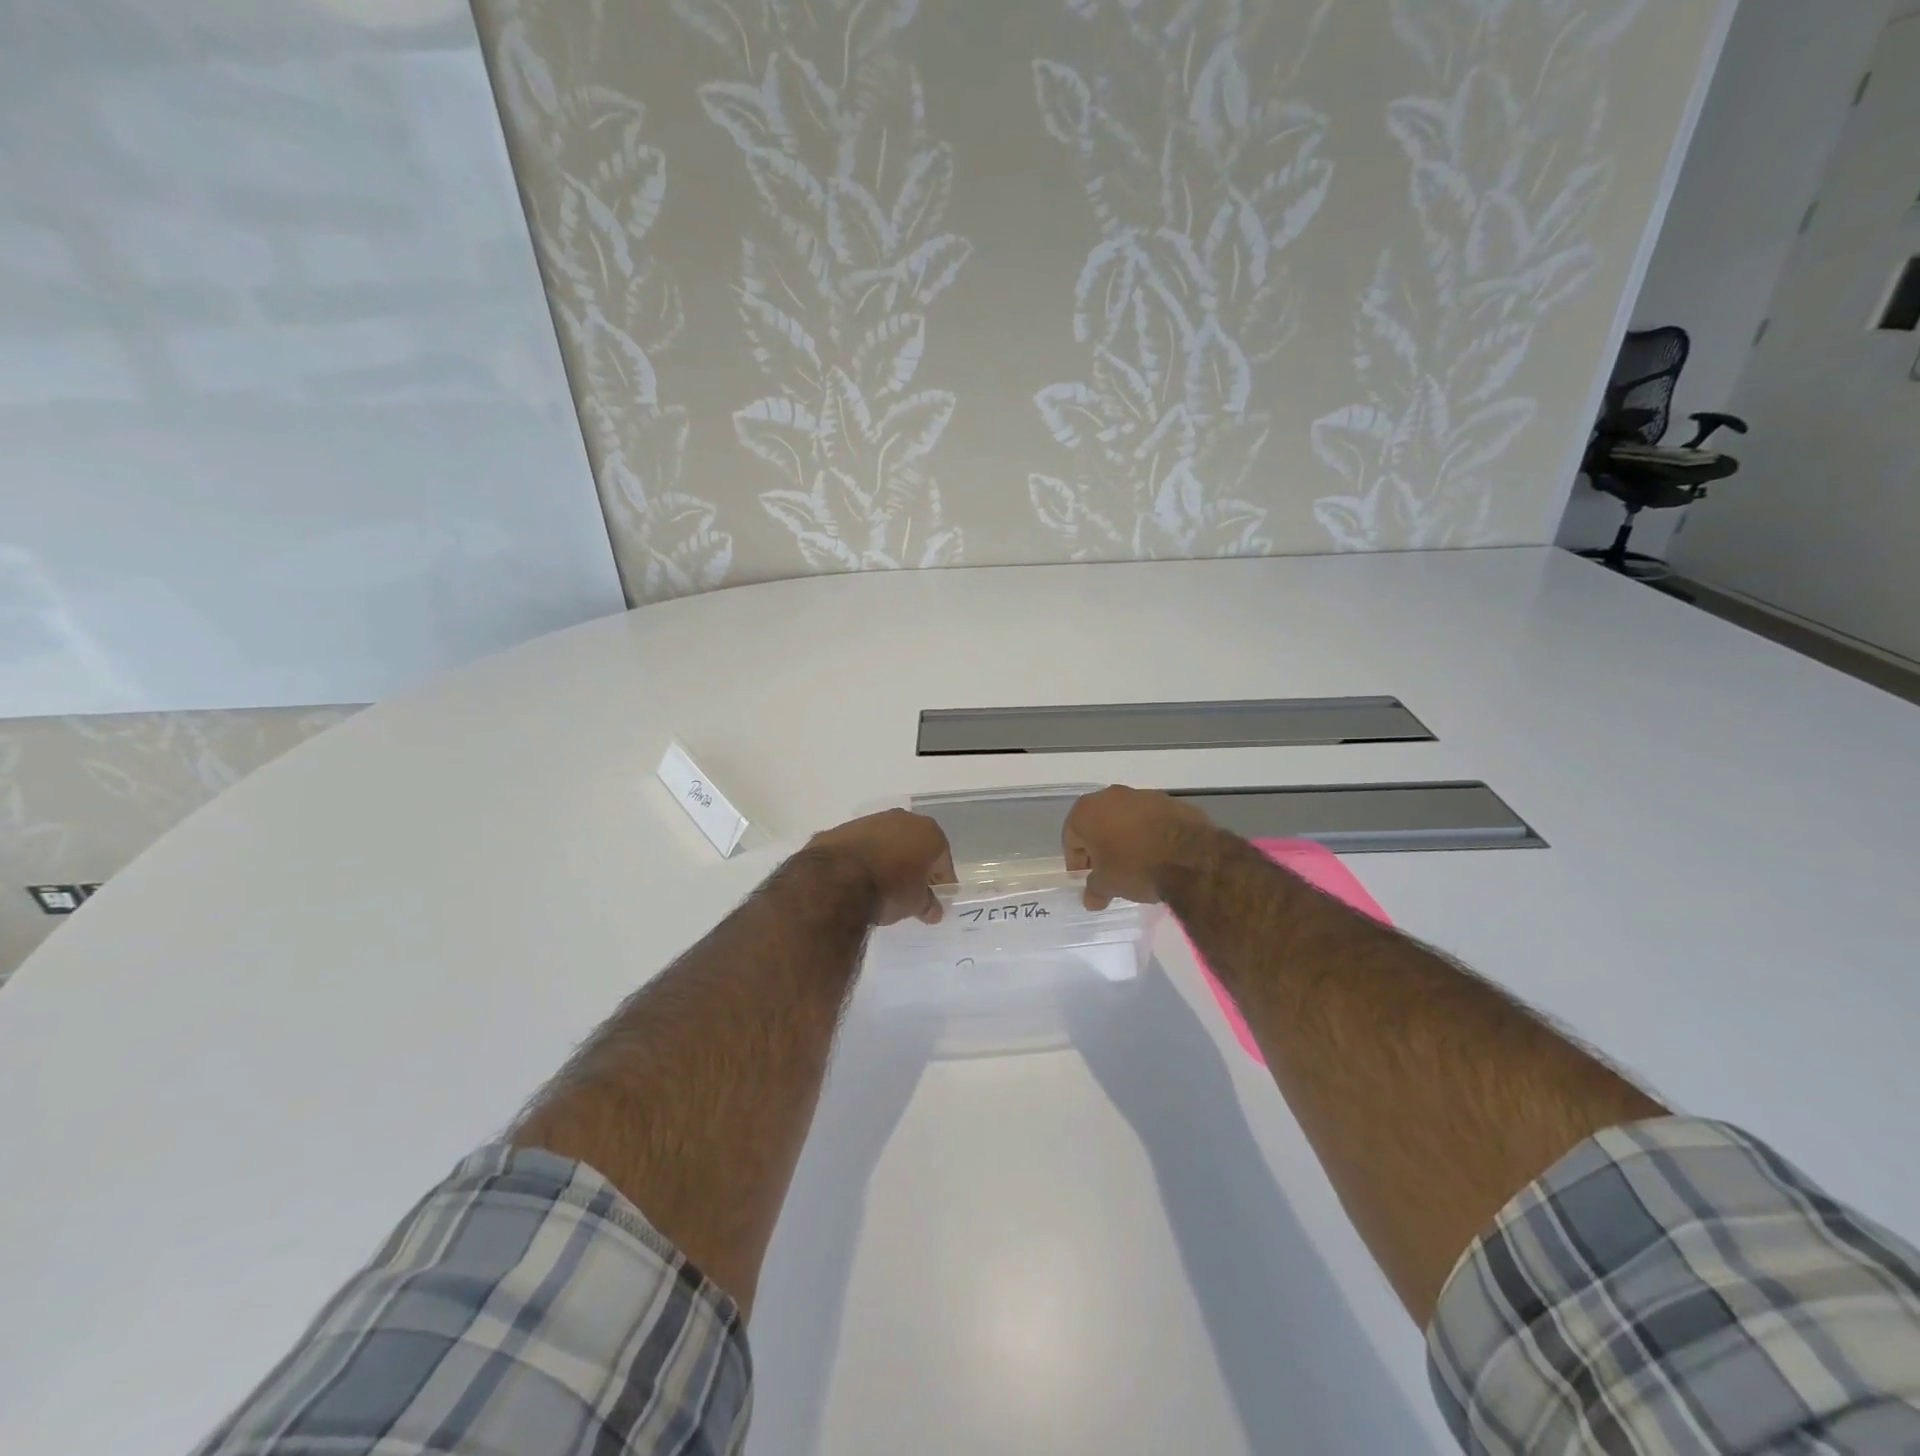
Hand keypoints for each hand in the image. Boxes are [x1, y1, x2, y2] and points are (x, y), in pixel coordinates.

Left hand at [808, 809, 956, 925]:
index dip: (941, 881)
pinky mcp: (843, 828)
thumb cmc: (889, 889)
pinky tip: (858, 879)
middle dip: (915, 866)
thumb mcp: (915, 904)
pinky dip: (864, 858)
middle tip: (911, 892)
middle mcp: (903, 818)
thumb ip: (928, 904)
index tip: (936, 899)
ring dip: (888, 859)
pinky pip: (862, 845)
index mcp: (928, 832)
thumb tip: (933, 910)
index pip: (942, 860)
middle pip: (916, 845)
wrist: (836, 880)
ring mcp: (871, 820)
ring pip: (888, 841)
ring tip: (881, 886)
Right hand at [1062, 786, 1214, 909]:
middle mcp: (1110, 795)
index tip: (1087, 879)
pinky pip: (1150, 819)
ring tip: (1136, 863)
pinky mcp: (1169, 800)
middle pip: (1097, 824)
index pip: (1071, 838)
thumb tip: (1091, 899)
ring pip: (1124, 819)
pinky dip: (1149, 833)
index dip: (1077, 862)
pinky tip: (1158, 853)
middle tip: (1108, 871)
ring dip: (1125, 837)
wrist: (1190, 857)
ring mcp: (1142, 795)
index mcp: (1086, 811)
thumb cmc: (1135, 867)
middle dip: (1100, 846)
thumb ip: (1094, 890)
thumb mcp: (1108, 885)